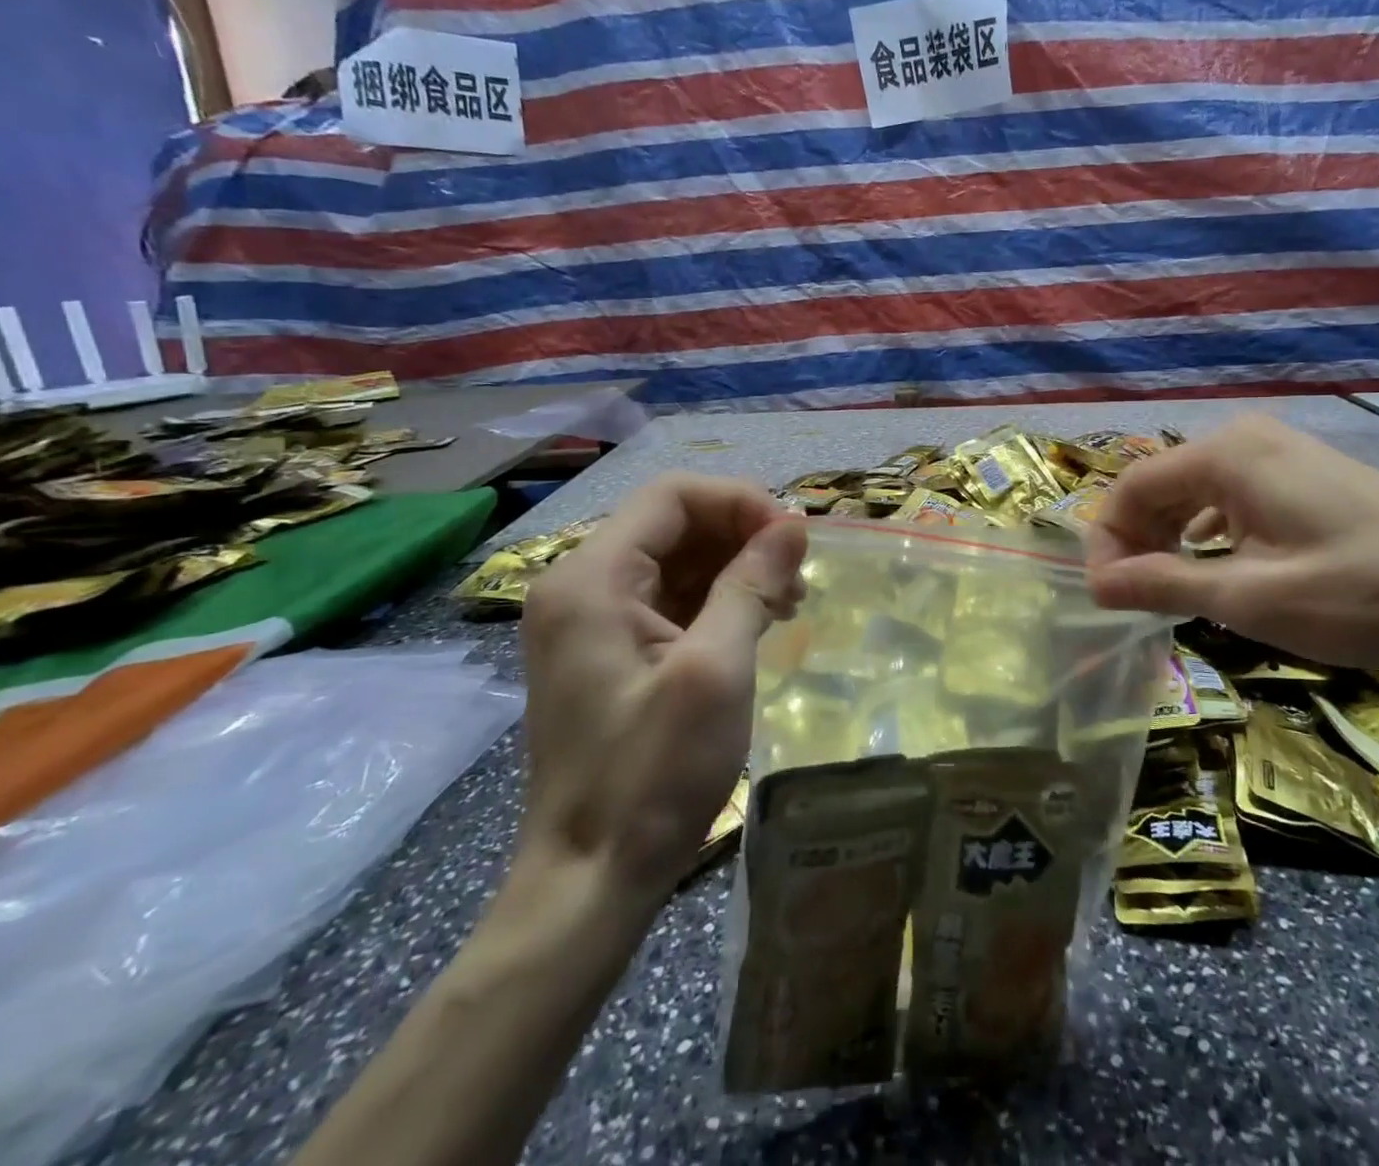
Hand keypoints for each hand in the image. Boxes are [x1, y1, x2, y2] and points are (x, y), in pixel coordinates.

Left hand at [519, 475, 805, 890]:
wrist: (589, 881)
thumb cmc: (651, 776)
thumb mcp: (715, 670)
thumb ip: (752, 585)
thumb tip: (794, 526)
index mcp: (592, 579)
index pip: (673, 496)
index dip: (740, 502)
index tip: (794, 539)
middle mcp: (581, 586)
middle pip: (674, 524)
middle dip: (742, 537)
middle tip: (797, 577)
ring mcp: (590, 621)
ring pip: (675, 560)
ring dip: (735, 569)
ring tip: (787, 604)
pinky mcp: (608, 652)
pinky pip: (668, 599)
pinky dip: (716, 600)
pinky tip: (757, 624)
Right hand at [1085, 414, 1378, 671]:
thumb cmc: (1358, 593)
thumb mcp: (1248, 597)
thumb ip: (1162, 584)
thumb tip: (1095, 585)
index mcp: (1225, 454)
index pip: (1131, 487)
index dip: (1107, 541)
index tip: (1105, 595)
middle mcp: (1246, 438)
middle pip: (1161, 484)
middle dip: (1138, 539)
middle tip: (1135, 599)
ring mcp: (1282, 452)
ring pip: (1196, 491)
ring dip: (1171, 537)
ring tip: (1171, 589)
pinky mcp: (1307, 474)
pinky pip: (1233, 495)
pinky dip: (1210, 531)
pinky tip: (1219, 566)